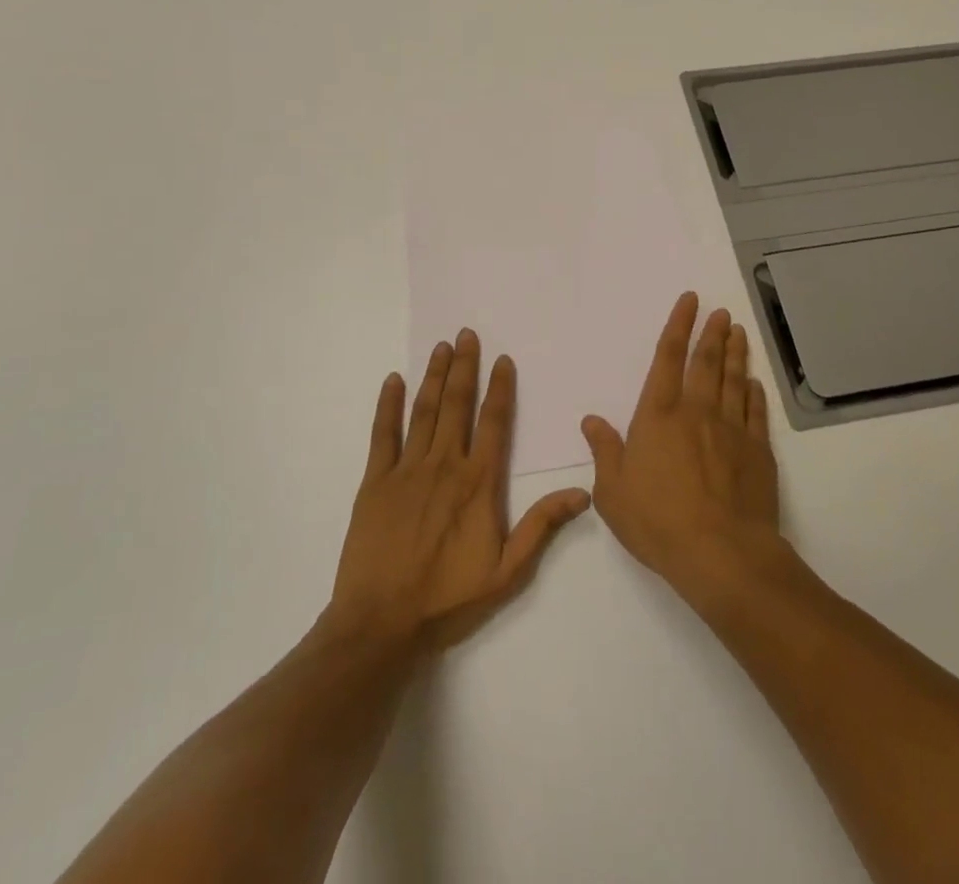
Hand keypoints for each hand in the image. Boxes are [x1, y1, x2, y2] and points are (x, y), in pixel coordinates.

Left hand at [329, 329, 590, 650]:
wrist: (380, 624)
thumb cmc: (447, 599)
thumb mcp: (506, 572)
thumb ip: (541, 526)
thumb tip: (583, 492)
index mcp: (478, 482)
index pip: (494, 422)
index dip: (500, 388)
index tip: (502, 359)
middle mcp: (445, 465)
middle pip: (458, 405)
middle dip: (465, 367)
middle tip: (467, 333)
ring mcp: (406, 470)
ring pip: (424, 411)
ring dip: (434, 376)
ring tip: (442, 347)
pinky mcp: (375, 482)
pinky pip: (383, 434)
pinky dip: (388, 405)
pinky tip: (393, 380)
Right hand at [583, 293, 786, 605]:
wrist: (721, 553)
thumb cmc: (657, 521)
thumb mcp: (612, 492)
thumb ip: (604, 451)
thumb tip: (591, 421)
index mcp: (659, 415)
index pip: (668, 358)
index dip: (678, 325)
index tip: (690, 301)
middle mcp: (696, 411)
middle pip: (706, 362)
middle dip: (712, 332)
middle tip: (721, 311)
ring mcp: (731, 429)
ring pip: (734, 380)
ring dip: (736, 353)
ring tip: (739, 332)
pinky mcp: (757, 451)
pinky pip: (755, 412)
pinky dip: (755, 393)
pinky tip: (754, 383)